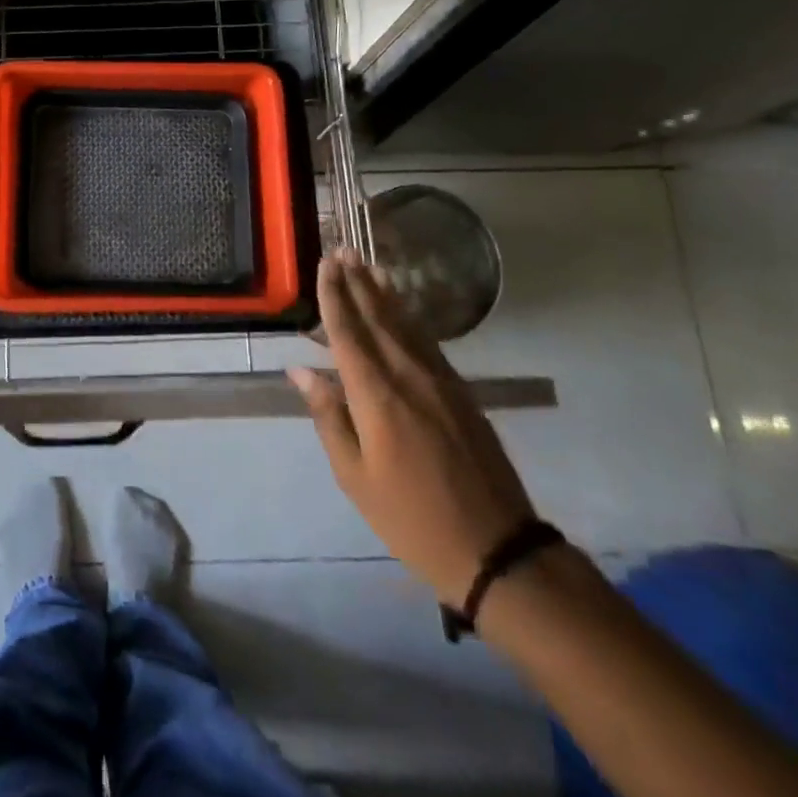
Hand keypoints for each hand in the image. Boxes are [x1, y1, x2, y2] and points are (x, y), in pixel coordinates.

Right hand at [290, 253, 535, 605]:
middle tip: (341, 249)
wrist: (495, 547)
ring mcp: (441, 381)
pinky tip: (401, 310)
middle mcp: (409, 375)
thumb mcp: (354, 475)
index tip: (324, 264)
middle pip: (378, 318)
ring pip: (406, 325)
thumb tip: (302, 372)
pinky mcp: (461, 392)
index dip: (334, 296)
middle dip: (357, 283)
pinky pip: (428, 342)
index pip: (348, 332)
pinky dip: (410, 318)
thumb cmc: (409, 517)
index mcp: (377, 395)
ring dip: (384, 293)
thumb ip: (330, 416)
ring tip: (367, 266)